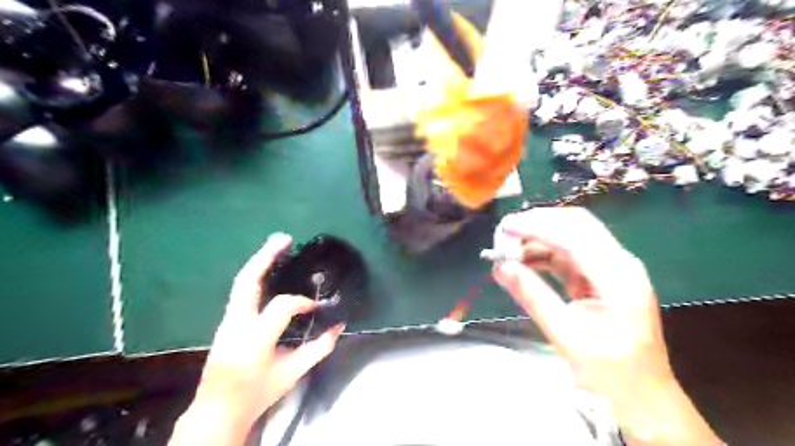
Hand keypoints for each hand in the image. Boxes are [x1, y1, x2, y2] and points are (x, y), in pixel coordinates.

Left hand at [170, 235, 345, 443]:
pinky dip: (256, 276)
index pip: (282, 306)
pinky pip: (242, 292)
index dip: (302, 302)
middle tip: (283, 238)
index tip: (315, 307)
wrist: (218, 410)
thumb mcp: (292, 373)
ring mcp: (228, 321)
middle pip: (247, 281)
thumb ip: (319, 348)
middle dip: (265, 256)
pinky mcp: (227, 322)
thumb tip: (339, 326)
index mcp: (256, 337)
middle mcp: (237, 323)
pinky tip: (268, 269)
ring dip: (259, 261)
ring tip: (277, 245)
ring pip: (241, 283)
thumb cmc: (257, 393)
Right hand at [496, 208, 725, 444]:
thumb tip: (501, 268)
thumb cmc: (609, 370)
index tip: (504, 228)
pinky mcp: (600, 277)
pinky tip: (523, 262)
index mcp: (618, 275)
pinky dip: (544, 254)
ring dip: (538, 239)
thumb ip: (532, 296)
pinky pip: (569, 255)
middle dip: (538, 224)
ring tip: (508, 250)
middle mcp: (618, 262)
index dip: (536, 227)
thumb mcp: (565, 333)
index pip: (574, 235)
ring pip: (571, 237)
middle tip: (504, 233)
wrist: (641, 395)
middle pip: (576, 225)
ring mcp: (610, 268)